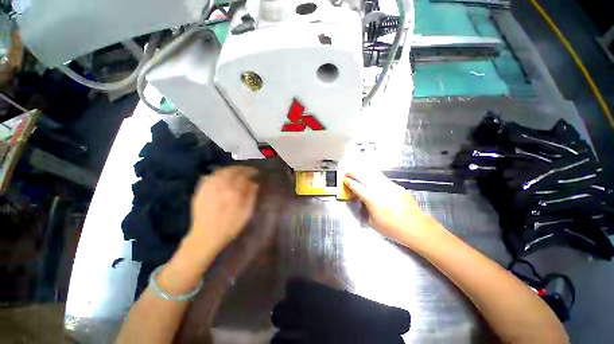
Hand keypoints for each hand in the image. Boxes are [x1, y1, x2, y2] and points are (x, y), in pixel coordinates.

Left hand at [188, 166, 258, 253]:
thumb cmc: (229, 227)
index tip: (256, 173)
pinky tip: (222, 176)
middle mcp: (220, 186)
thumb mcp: (246, 213)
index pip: (243, 176)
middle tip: (247, 170)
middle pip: (232, 171)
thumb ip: (251, 196)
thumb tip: (254, 184)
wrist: (205, 237)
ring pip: (220, 172)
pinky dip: (217, 174)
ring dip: (230, 169)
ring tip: (236, 172)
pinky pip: (209, 177)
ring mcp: (208, 188)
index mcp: (233, 192)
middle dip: (241, 169)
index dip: (251, 172)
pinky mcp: (200, 191)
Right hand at [344, 168, 436, 247]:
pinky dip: (375, 177)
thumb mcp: (373, 222)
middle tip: (348, 171)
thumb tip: (362, 200)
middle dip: (355, 173)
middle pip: (365, 177)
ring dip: (364, 172)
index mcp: (373, 200)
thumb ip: (365, 209)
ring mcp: (391, 187)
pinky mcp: (398, 187)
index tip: (344, 179)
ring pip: (375, 175)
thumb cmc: (393, 229)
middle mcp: (381, 190)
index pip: (358, 187)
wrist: (417, 228)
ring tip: (358, 170)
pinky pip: (383, 179)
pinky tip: (372, 179)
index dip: (350, 182)